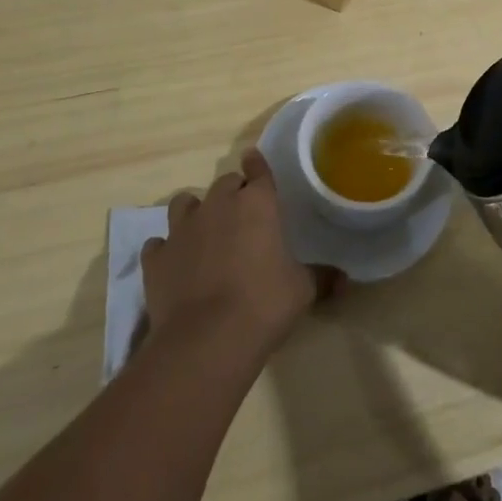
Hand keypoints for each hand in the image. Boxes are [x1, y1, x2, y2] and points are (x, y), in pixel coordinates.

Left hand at [143, 150, 327, 362]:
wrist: (206, 340)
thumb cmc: (264, 304)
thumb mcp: (302, 291)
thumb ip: (321, 278)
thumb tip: (345, 279)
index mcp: (256, 204)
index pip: (257, 170)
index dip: (257, 165)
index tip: (253, 160)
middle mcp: (218, 205)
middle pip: (224, 183)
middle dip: (232, 193)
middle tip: (241, 215)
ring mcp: (182, 229)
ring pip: (184, 203)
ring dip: (194, 212)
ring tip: (202, 232)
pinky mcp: (157, 257)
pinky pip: (159, 244)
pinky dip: (167, 250)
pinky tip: (174, 265)